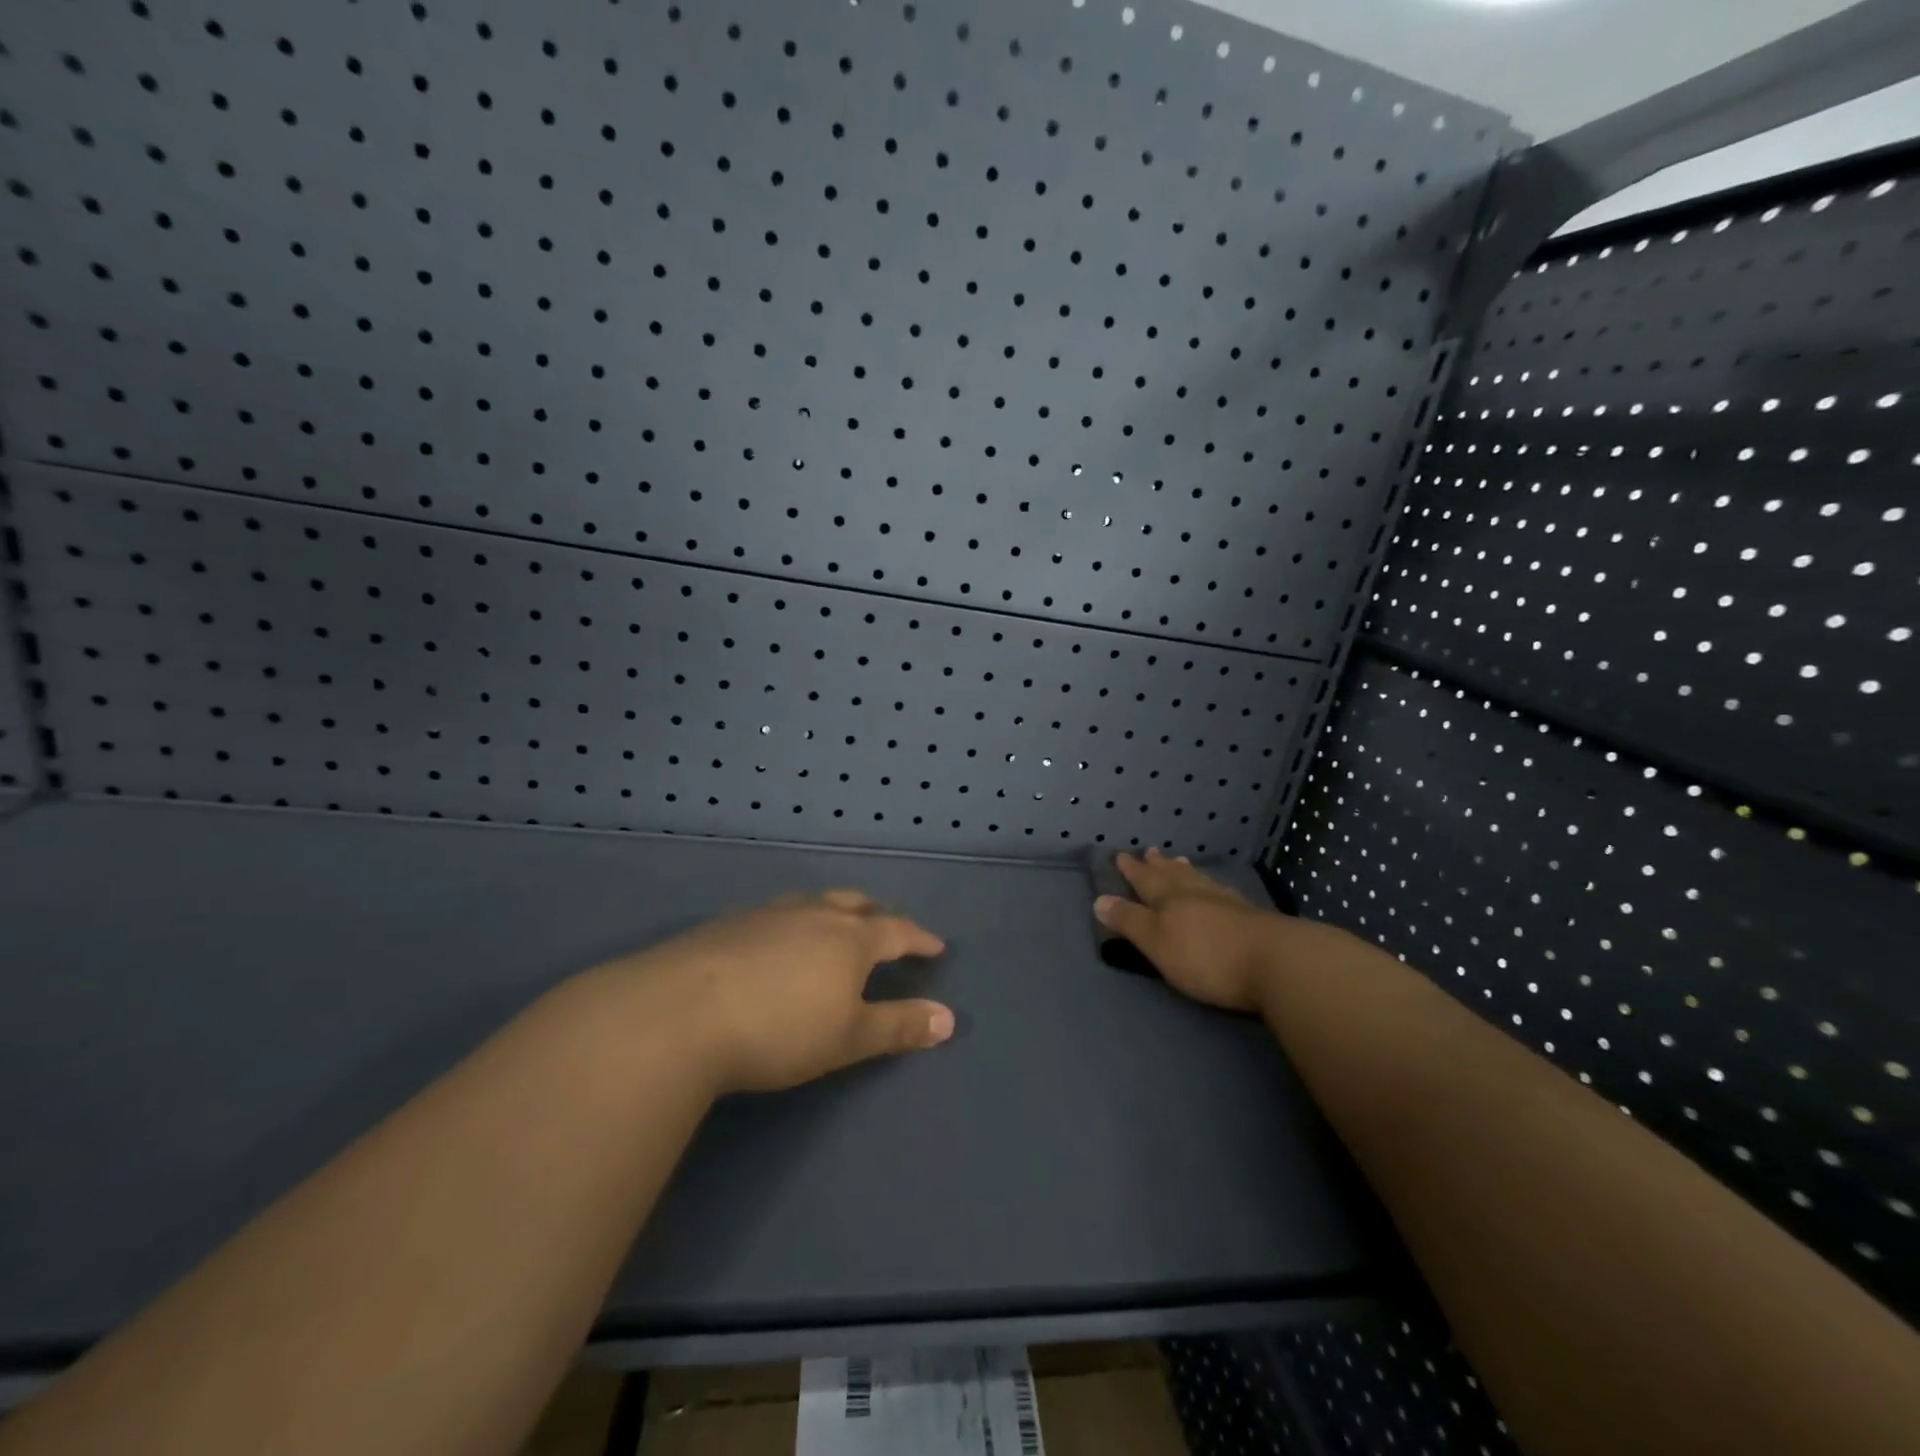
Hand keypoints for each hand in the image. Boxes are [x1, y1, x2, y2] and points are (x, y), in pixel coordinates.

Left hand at [608, 890, 953, 1093]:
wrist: (680, 1013)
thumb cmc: (780, 1029)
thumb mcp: (848, 1038)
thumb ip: (899, 1026)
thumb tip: (949, 1018)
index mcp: (849, 938)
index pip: (896, 930)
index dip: (919, 939)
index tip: (935, 945)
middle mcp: (813, 914)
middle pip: (854, 904)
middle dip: (877, 914)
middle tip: (887, 927)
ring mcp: (767, 914)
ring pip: (812, 902)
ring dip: (832, 911)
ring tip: (834, 923)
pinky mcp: (727, 923)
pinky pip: (774, 913)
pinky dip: (791, 921)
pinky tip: (775, 939)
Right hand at [1093, 848, 1283, 1013]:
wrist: (1278, 963)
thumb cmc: (1206, 956)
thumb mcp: (1157, 942)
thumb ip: (1129, 921)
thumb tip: (1099, 899)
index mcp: (1170, 899)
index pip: (1145, 881)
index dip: (1132, 870)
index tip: (1121, 856)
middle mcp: (1197, 894)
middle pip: (1173, 875)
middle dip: (1158, 866)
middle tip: (1150, 851)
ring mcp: (1228, 903)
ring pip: (1199, 881)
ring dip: (1186, 872)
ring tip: (1180, 862)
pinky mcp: (1252, 918)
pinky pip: (1222, 893)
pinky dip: (1212, 887)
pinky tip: (1218, 889)